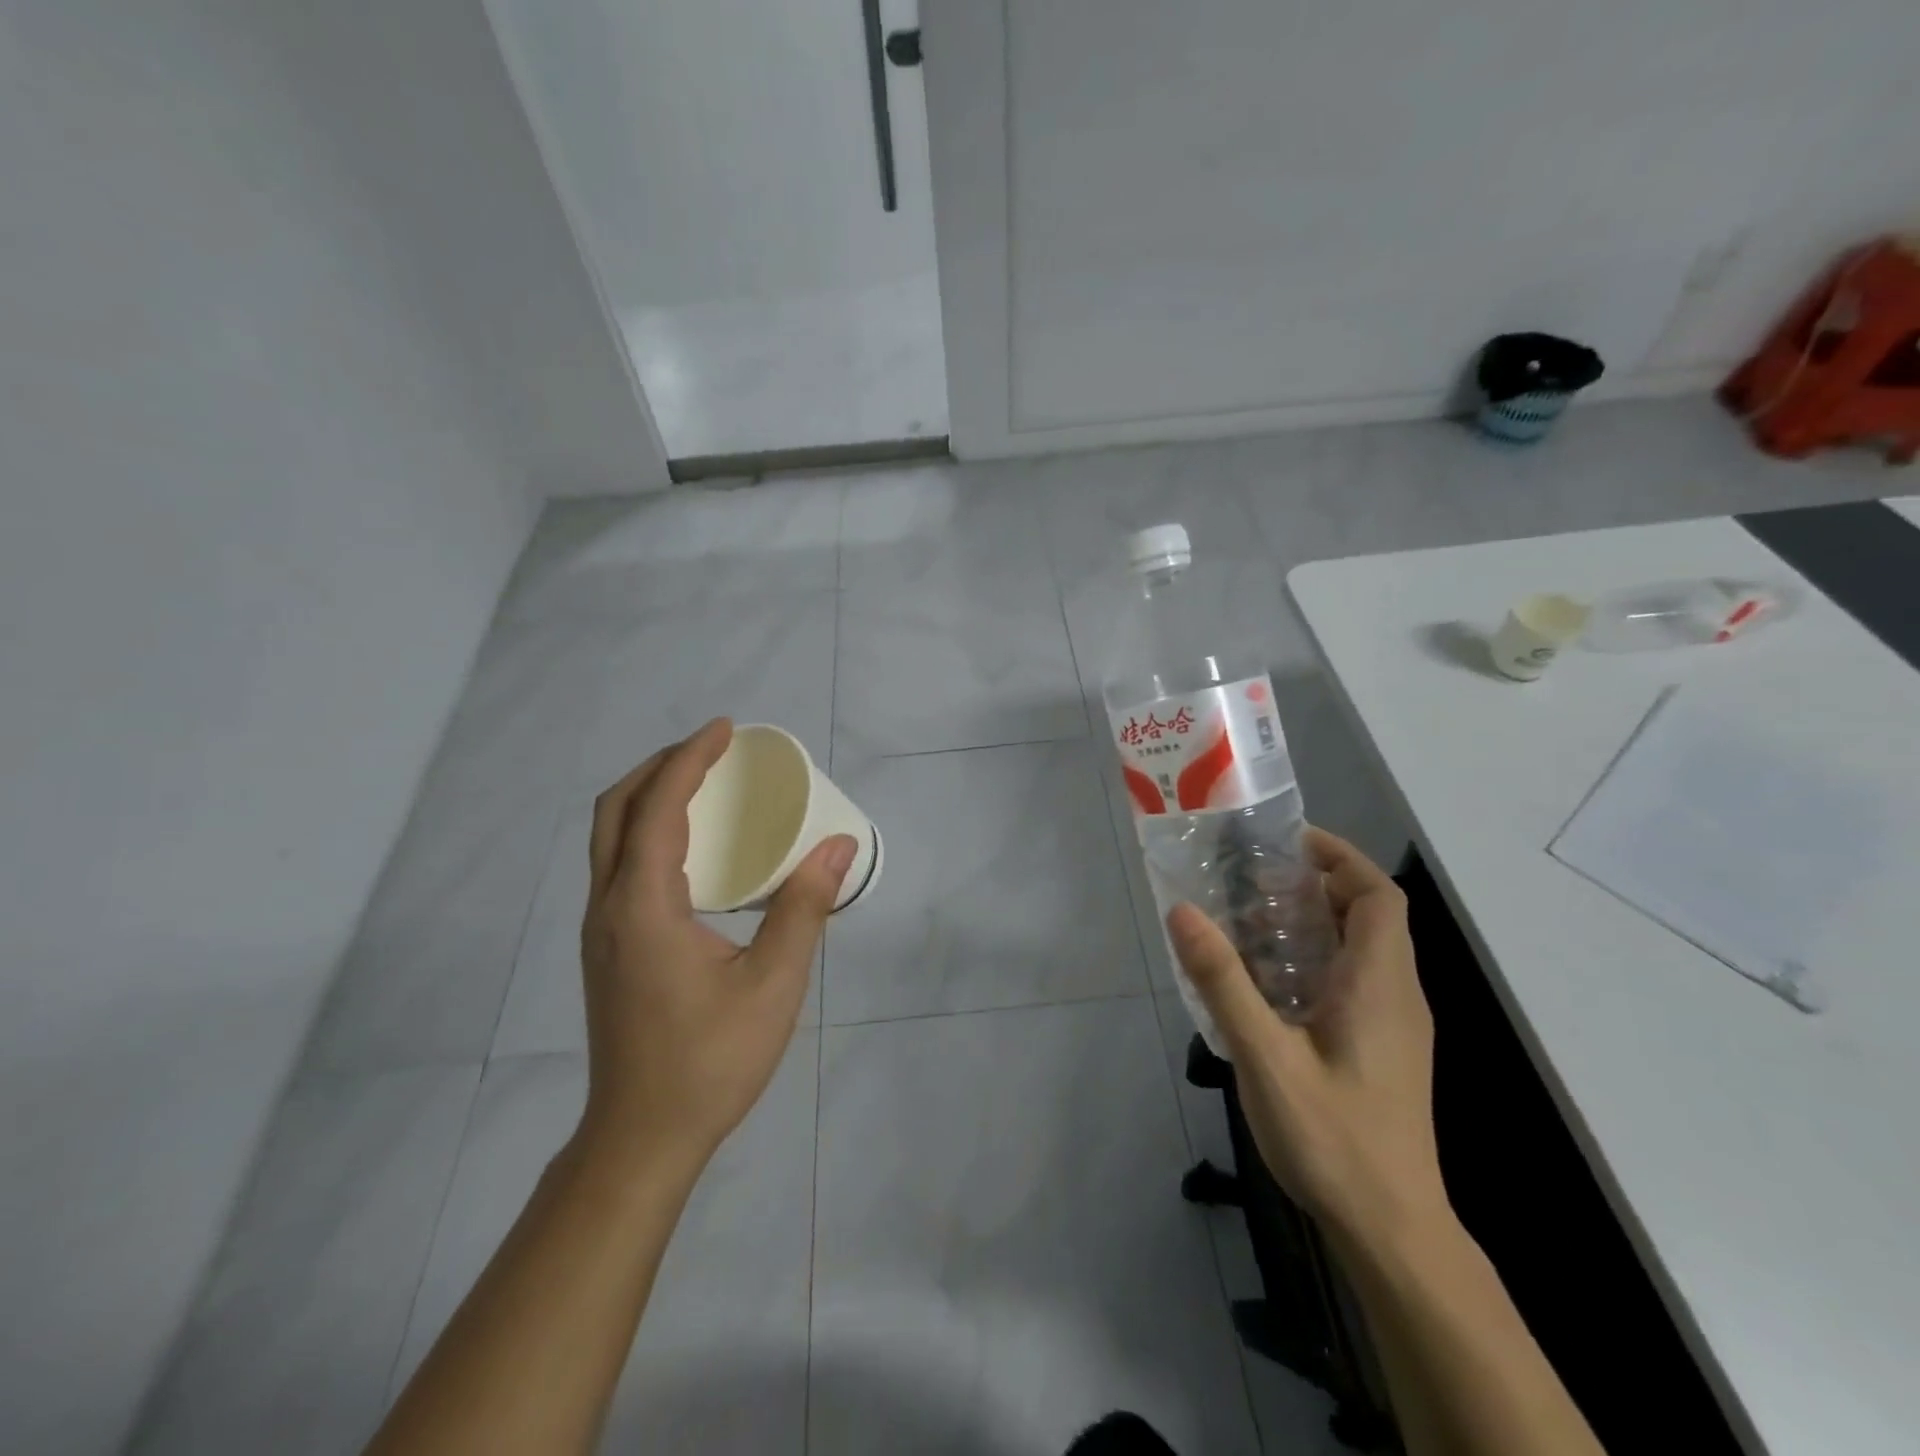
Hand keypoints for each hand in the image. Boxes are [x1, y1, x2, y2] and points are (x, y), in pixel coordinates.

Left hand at [576, 718, 855, 1171]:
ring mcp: (600, 929)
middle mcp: (609, 907)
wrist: (641, 1138)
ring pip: (609, 837)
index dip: (690, 759)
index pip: (658, 807)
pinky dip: (646, 830)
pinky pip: (617, 864)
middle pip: (616, 810)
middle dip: (660, 766)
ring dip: (649, 796)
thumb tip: (838, 846)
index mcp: (643, 906)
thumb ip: (804, 908)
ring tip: (702, 784)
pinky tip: (690, 847)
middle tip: (712, 751)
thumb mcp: (773, 984)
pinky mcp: (606, 947)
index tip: (726, 730)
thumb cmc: (710, 1062)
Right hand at [1167, 828, 1447, 1249]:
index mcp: (1379, 984)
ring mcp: (1395, 1026)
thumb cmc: (1334, 1139)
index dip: (1340, 857)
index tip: (1286, 843)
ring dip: (1316, 921)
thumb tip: (1182, 912)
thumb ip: (1223, 981)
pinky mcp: (1384, 1049)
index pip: (1378, 895)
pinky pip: (1357, 980)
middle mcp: (1397, 995)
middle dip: (1318, 883)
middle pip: (1370, 915)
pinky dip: (1318, 958)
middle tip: (1253, 878)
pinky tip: (1271, 982)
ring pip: (1364, 948)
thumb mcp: (1266, 1056)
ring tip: (1252, 918)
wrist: (1392, 1232)